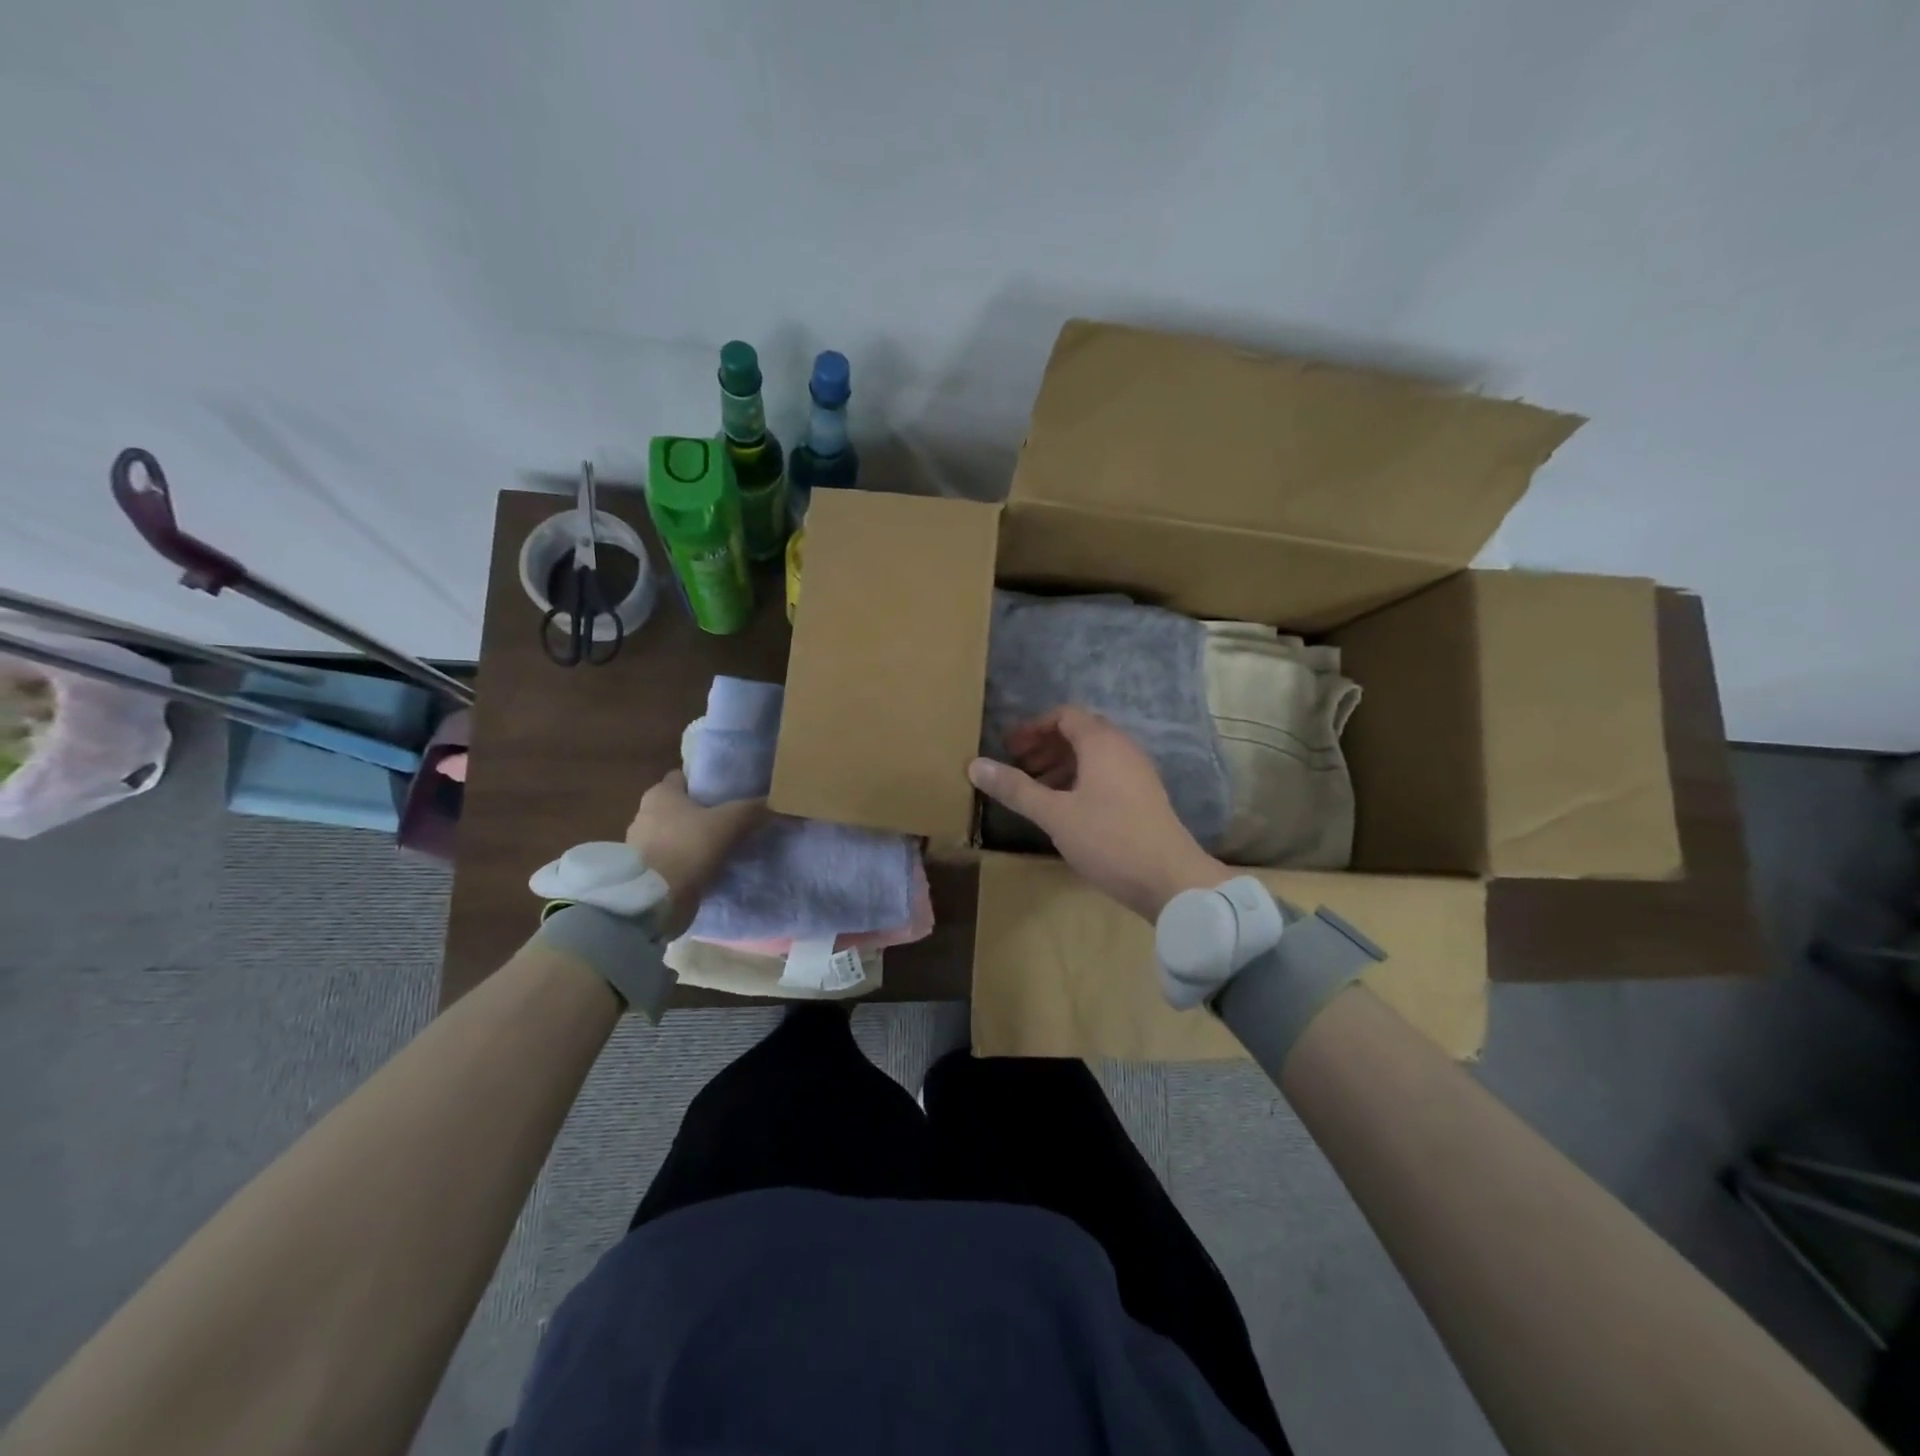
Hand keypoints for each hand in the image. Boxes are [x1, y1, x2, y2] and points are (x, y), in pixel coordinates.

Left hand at [626, 770, 766, 934]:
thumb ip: (750, 809)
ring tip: (720, 846)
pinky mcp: (643, 871)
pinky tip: (705, 867)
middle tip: (728, 820)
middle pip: (678, 807)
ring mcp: (639, 844)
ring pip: (673, 833)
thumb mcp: (728, 822)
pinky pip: (669, 858)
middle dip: (699, 813)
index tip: (725, 793)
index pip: (682, 778)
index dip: (703, 783)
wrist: (656, 899)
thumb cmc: (688, 847)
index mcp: (659, 794)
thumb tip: (772, 802)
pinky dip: (684, 861)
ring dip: (691, 839)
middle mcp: (643, 813)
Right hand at [968, 706, 1229, 920]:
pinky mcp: (1143, 797)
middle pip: (1079, 732)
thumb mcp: (1055, 815)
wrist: (1171, 879)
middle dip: (1045, 745)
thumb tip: (975, 765)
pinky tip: (1065, 808)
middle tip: (1017, 766)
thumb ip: (1016, 788)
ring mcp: (1138, 773)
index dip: (1033, 727)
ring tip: (1035, 789)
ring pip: (1093, 756)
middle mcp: (1123, 749)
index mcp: (1102, 743)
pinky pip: (1106, 774)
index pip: (1064, 715)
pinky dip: (1080, 780)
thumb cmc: (1109, 839)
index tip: (1008, 747)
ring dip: (1061, 764)